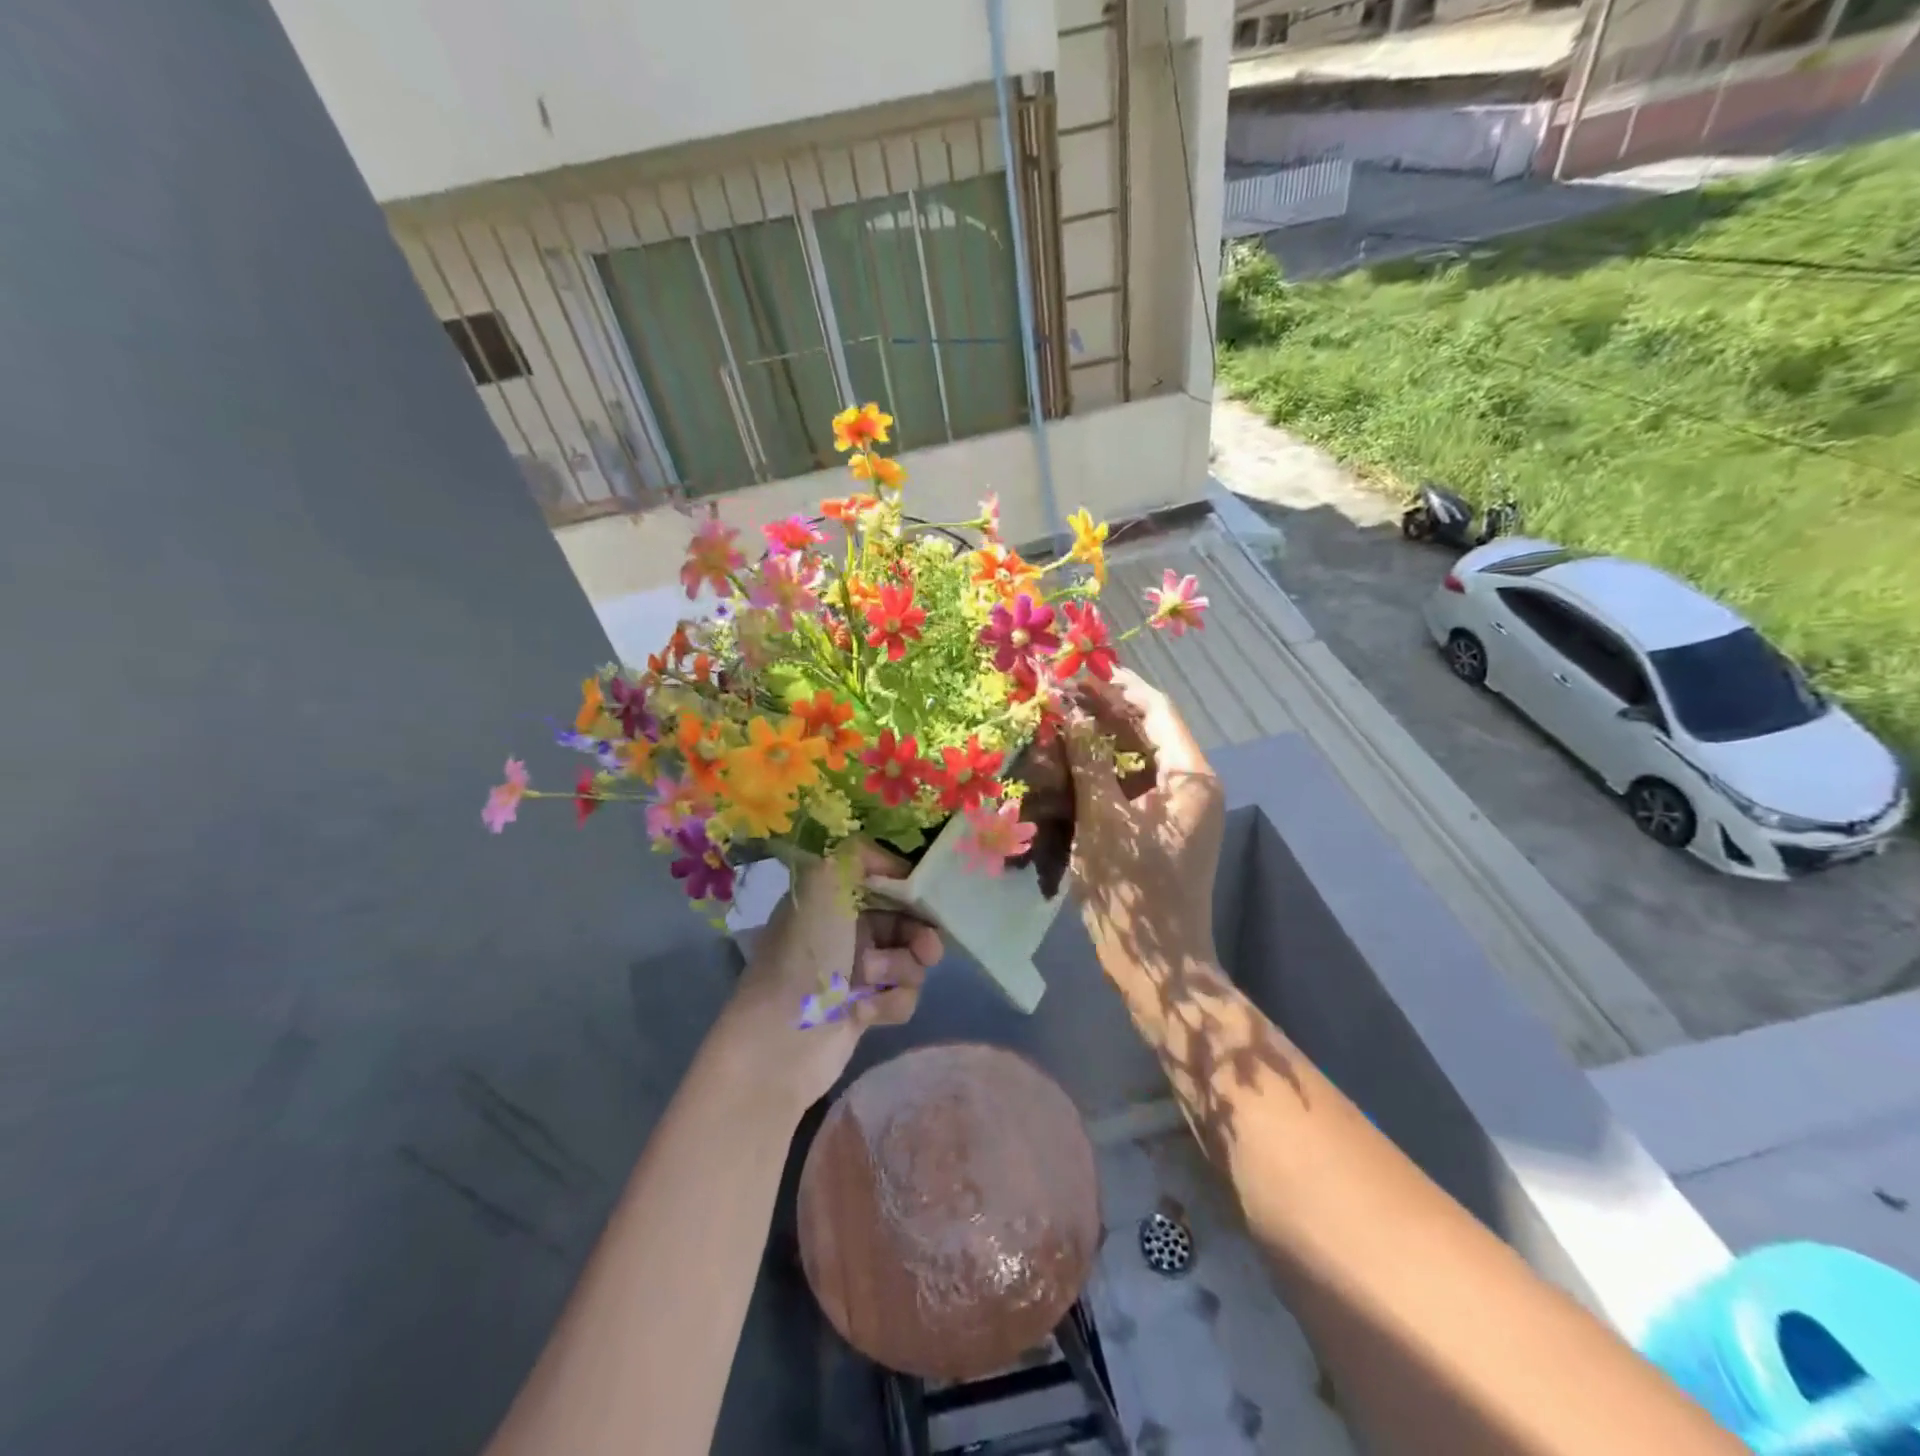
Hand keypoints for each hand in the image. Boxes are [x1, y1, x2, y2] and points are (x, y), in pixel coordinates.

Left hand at [717, 843, 941, 1116]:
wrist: (782, 1038)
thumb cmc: (806, 953)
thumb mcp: (823, 881)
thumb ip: (859, 853)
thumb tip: (893, 864)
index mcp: (831, 895)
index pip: (883, 878)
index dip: (908, 887)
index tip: (926, 897)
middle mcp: (844, 928)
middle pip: (905, 920)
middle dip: (919, 934)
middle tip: (927, 949)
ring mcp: (856, 970)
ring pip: (910, 960)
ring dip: (900, 970)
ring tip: (873, 982)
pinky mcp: (865, 1008)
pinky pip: (902, 996)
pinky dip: (891, 1003)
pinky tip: (866, 1013)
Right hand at [1065, 668, 1224, 979]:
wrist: (1159, 966)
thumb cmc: (1134, 889)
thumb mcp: (1103, 819)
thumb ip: (1087, 760)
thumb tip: (1071, 711)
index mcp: (1191, 775)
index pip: (1157, 709)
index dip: (1118, 684)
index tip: (1078, 668)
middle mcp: (1191, 785)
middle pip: (1147, 731)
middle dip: (1104, 711)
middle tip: (1058, 693)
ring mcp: (1176, 810)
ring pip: (1136, 759)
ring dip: (1099, 740)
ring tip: (1058, 721)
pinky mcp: (1159, 830)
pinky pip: (1131, 787)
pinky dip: (1102, 772)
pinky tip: (1067, 764)